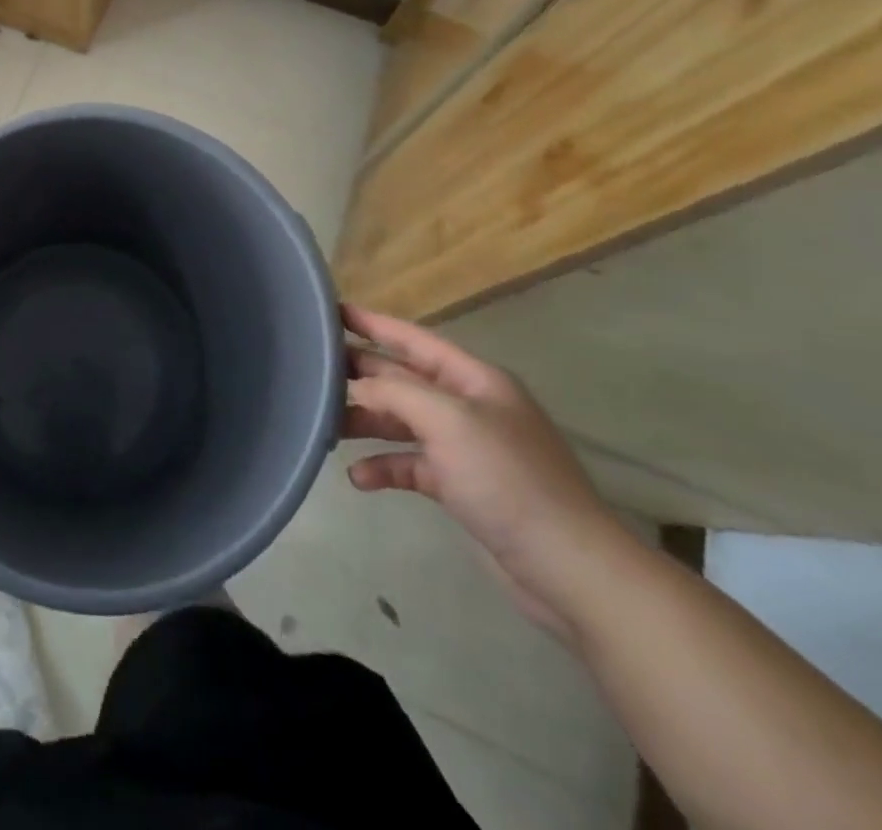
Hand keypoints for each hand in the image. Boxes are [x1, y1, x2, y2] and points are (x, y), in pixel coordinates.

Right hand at [340, 305, 630, 640]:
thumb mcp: (448, 421)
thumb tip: (357, 386)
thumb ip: (396, 391)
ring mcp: (466, 448)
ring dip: (366, 422)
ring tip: (327, 427)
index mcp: (474, 380)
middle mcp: (469, 407)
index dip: (372, 323)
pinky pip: (411, 464)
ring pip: (402, 422)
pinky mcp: (461, 487)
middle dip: (361, 375)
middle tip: (311, 370)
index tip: (330, 311)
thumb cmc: (509, 480)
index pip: (413, 339)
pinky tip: (359, 478)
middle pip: (403, 379)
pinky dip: (384, 467)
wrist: (570, 569)